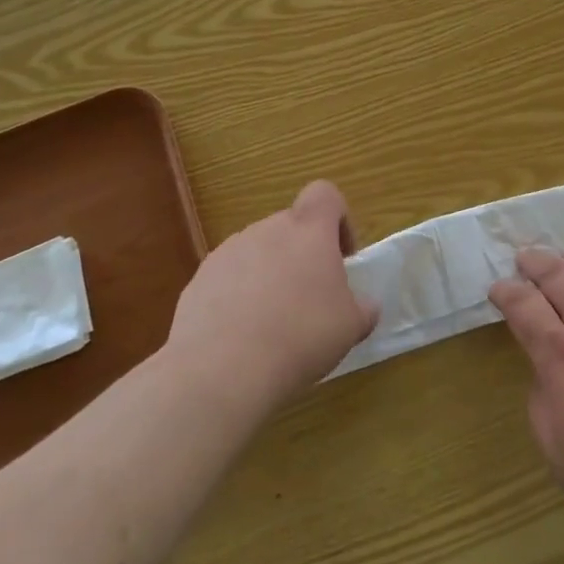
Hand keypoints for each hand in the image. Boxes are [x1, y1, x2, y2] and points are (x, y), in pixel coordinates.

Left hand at [166, 181, 377, 411]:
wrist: (221, 369)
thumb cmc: (301, 336)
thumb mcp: (351, 327)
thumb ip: (362, 308)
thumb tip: (364, 306)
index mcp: (309, 229)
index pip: (325, 194)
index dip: (338, 220)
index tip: (341, 258)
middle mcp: (267, 229)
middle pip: (291, 227)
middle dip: (302, 256)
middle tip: (311, 301)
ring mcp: (228, 251)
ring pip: (259, 253)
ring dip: (270, 276)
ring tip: (273, 325)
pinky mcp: (199, 279)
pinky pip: (228, 279)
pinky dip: (238, 298)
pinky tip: (242, 338)